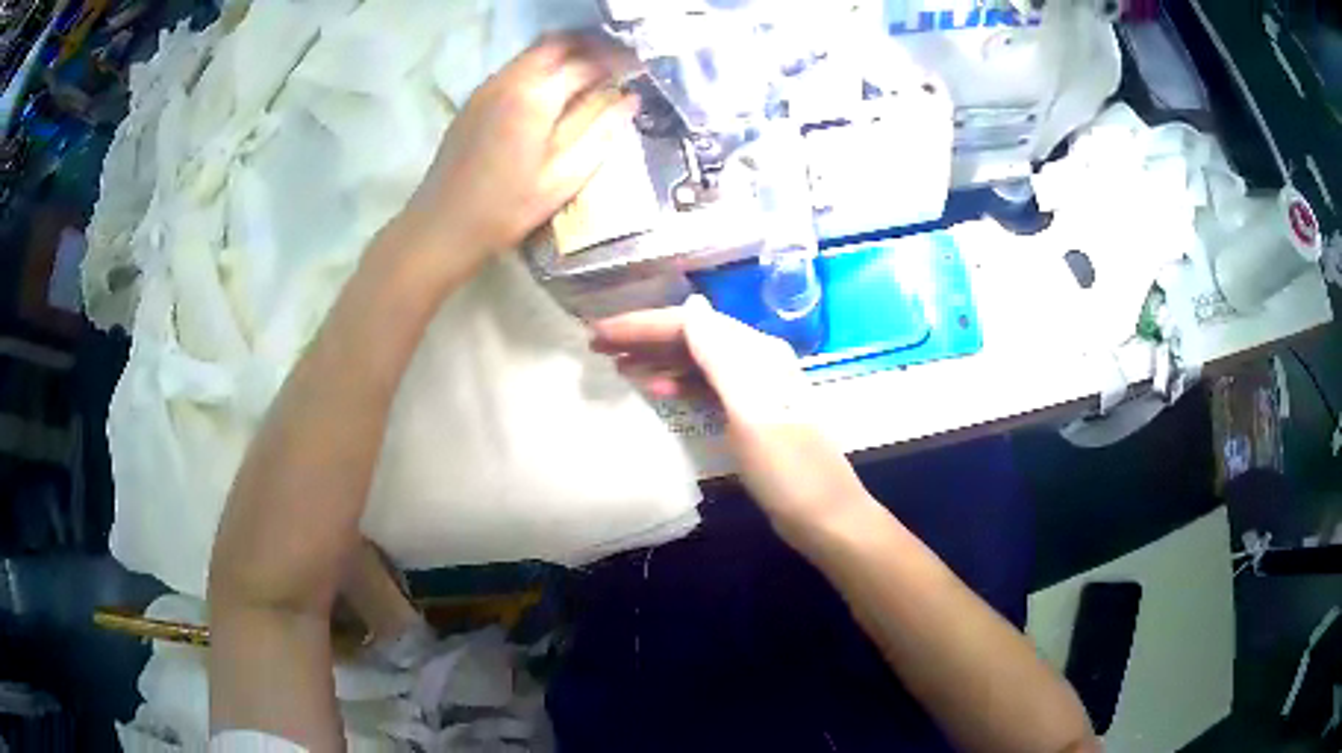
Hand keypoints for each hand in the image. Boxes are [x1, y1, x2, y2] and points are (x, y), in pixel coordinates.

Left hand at [402, 34, 638, 265]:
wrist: (443, 225)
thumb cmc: (507, 208)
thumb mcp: (564, 176)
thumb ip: (600, 131)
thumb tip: (629, 98)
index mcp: (535, 96)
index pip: (587, 62)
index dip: (618, 61)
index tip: (639, 69)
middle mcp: (510, 79)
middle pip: (558, 43)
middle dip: (592, 48)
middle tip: (616, 65)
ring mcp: (488, 85)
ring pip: (535, 51)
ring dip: (567, 55)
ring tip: (591, 76)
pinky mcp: (475, 98)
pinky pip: (517, 66)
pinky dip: (543, 67)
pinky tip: (555, 92)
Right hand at [590, 296, 872, 543]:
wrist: (824, 516)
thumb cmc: (787, 469)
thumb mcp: (751, 413)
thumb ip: (721, 358)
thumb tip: (692, 305)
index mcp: (756, 354)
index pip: (691, 324)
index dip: (643, 324)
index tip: (599, 332)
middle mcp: (755, 362)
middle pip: (692, 338)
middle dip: (644, 337)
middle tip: (597, 345)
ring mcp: (753, 389)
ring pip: (696, 361)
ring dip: (657, 358)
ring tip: (616, 364)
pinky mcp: (749, 414)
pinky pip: (705, 386)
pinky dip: (678, 382)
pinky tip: (655, 388)